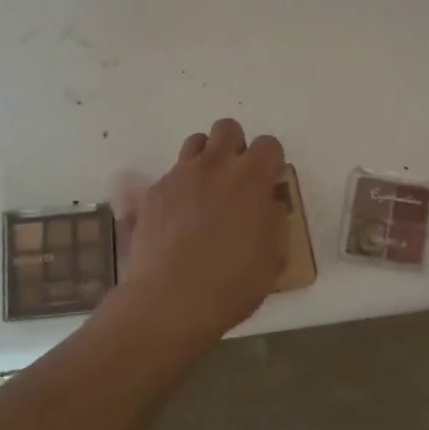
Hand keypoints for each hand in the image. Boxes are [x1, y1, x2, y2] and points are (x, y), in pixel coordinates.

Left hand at [121, 119, 287, 342]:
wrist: (170, 300)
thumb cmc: (233, 283)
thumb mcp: (273, 256)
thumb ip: (274, 219)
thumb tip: (267, 203)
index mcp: (251, 178)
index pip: (269, 144)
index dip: (271, 160)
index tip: (268, 182)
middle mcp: (215, 166)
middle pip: (227, 128)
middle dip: (235, 146)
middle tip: (236, 178)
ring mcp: (180, 175)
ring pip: (196, 142)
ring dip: (206, 159)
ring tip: (206, 190)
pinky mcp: (154, 192)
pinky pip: (172, 174)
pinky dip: (180, 187)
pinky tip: (179, 218)